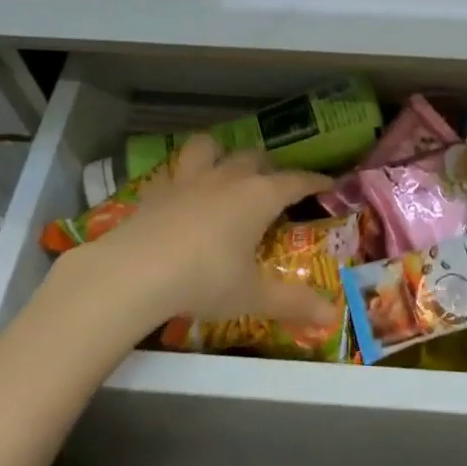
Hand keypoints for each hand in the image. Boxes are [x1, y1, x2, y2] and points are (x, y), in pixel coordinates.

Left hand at [55, 134, 339, 338]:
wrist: (135, 273)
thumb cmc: (205, 280)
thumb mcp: (252, 296)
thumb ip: (293, 303)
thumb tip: (332, 318)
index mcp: (258, 196)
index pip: (295, 181)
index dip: (314, 181)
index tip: (329, 183)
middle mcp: (227, 178)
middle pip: (254, 157)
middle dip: (268, 166)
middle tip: (274, 185)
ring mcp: (188, 179)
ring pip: (208, 147)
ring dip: (220, 152)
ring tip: (223, 168)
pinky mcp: (156, 190)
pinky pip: (173, 170)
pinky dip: (181, 175)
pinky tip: (180, 193)